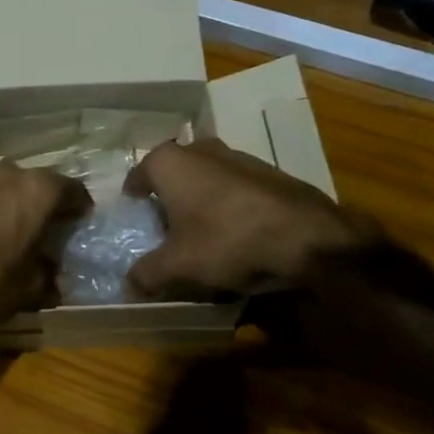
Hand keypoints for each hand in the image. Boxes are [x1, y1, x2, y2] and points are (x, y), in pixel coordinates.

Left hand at [0, 163, 90, 332]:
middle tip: (55, 233)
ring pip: (12, 188)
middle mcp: (11, 175)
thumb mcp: (28, 289)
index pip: (73, 191)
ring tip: (23, 236)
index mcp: (38, 190)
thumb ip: (49, 279)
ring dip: (20, 207)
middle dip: (50, 206)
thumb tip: (56, 281)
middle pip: (41, 185)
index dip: (81, 210)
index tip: (82, 228)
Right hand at [124, 138, 380, 298]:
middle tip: (166, 227)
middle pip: (174, 173)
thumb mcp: (178, 266)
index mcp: (170, 162)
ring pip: (207, 177)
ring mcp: (239, 156)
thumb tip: (128, 285)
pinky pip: (237, 187)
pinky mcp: (270, 172)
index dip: (134, 198)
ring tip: (203, 233)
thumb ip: (147, 274)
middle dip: (169, 196)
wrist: (305, 236)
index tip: (135, 216)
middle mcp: (201, 149)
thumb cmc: (226, 239)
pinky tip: (237, 233)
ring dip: (201, 199)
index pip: (139, 174)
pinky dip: (230, 205)